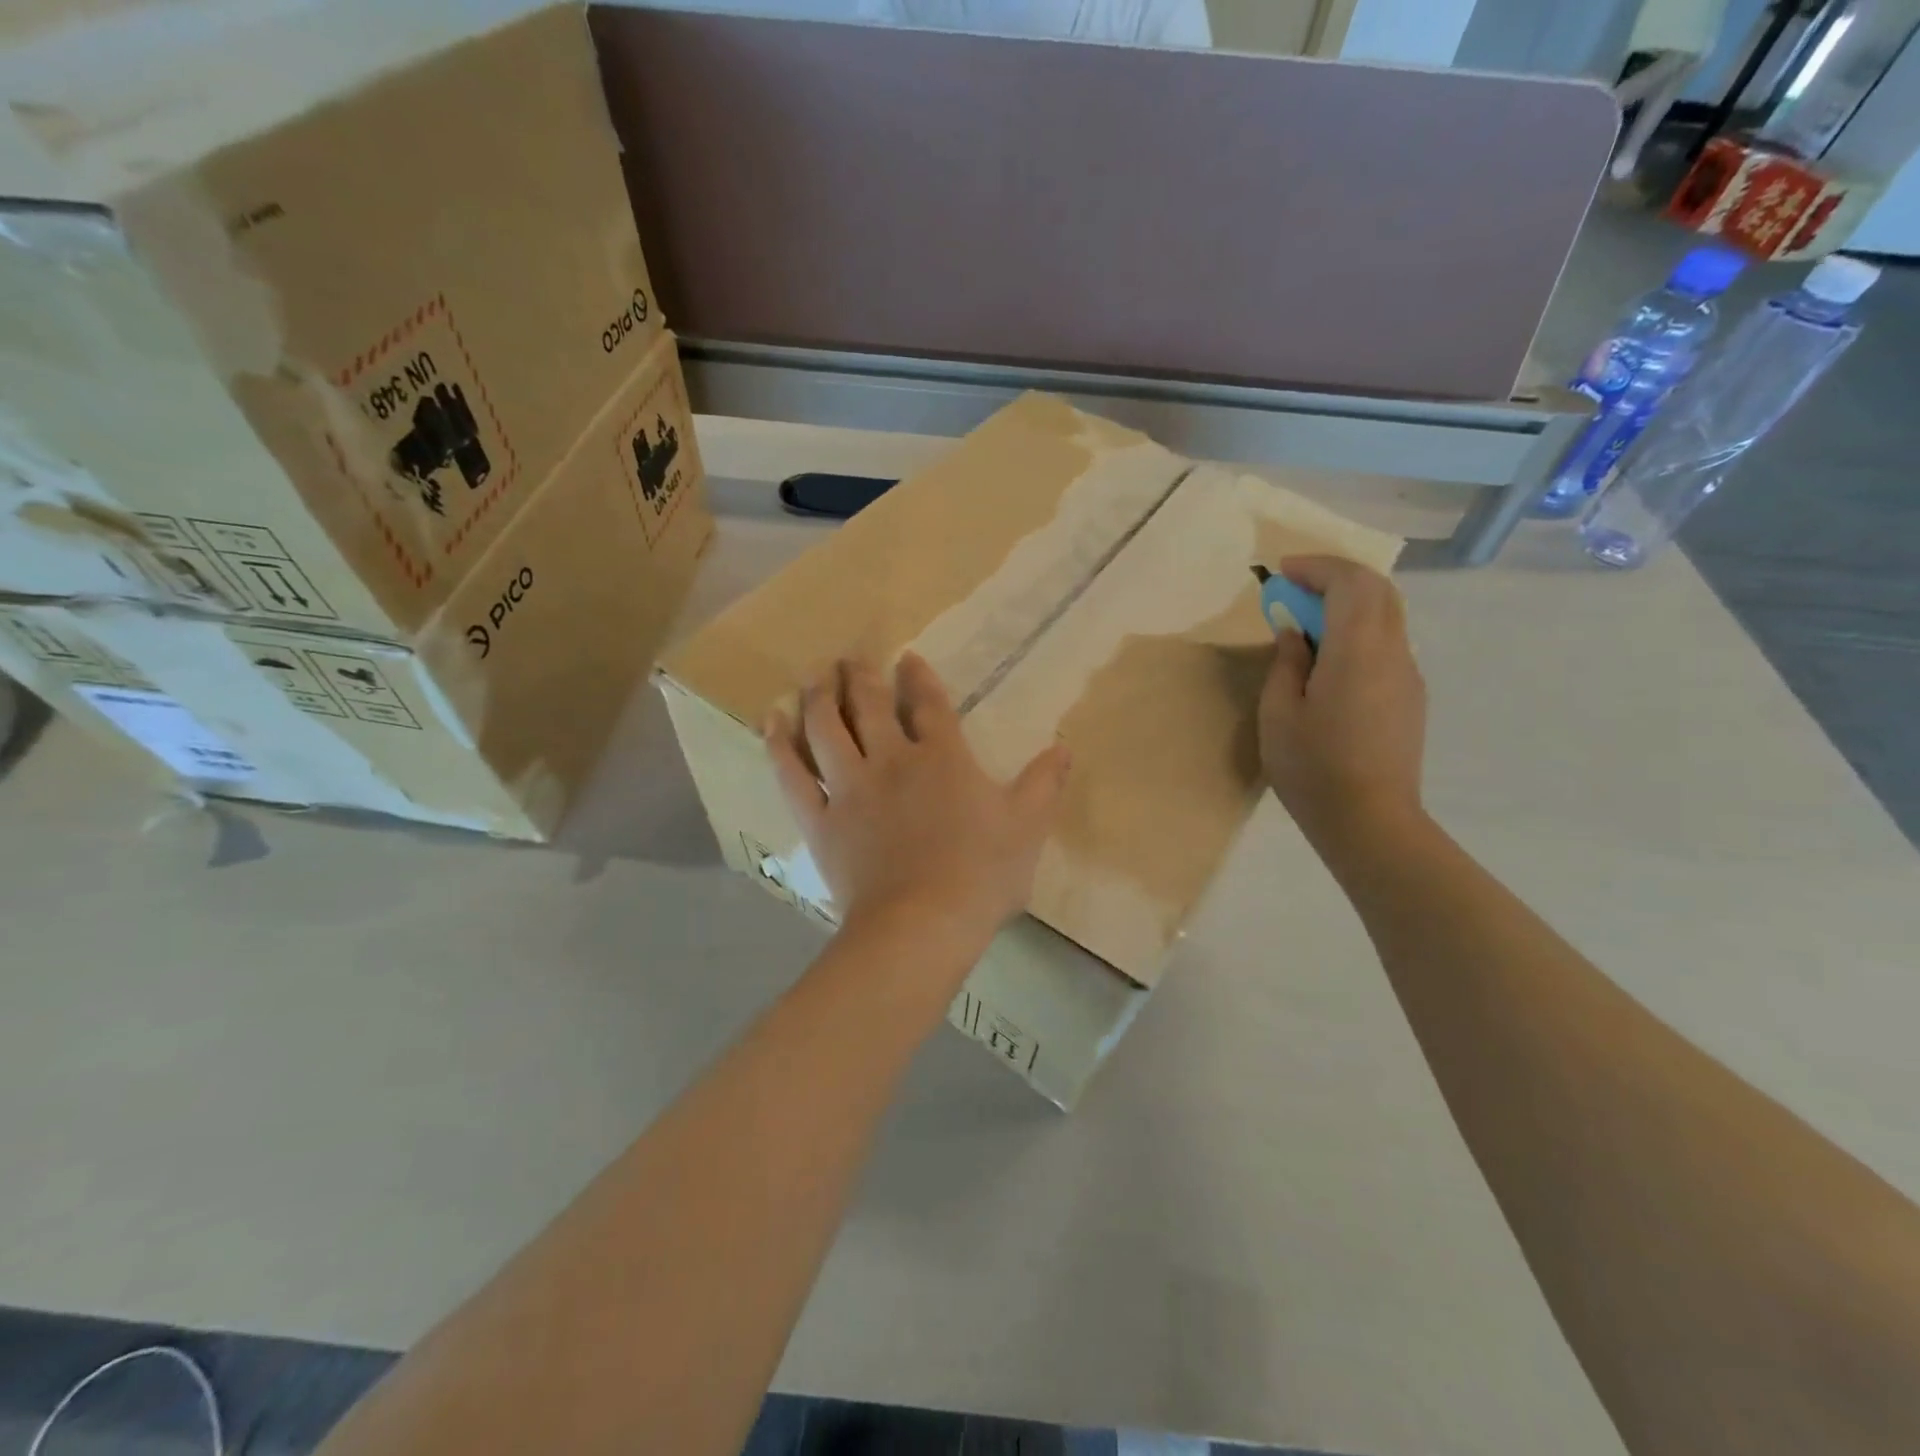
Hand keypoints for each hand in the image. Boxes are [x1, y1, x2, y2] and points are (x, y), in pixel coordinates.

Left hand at [763, 655, 1071, 947]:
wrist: (923, 924)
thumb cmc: (981, 874)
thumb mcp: (1028, 826)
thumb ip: (1044, 783)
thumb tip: (1064, 746)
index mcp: (942, 759)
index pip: (929, 705)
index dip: (918, 677)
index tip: (907, 657)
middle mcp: (892, 761)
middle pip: (870, 706)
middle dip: (860, 676)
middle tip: (849, 656)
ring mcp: (850, 788)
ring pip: (827, 729)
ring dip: (819, 696)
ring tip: (813, 675)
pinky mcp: (821, 820)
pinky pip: (793, 775)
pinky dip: (780, 745)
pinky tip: (772, 720)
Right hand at [1259, 556, 1426, 844]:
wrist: (1370, 821)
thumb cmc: (1313, 768)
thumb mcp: (1279, 713)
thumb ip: (1287, 663)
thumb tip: (1294, 633)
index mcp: (1358, 651)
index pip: (1352, 583)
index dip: (1318, 567)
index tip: (1282, 571)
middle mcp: (1393, 653)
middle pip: (1378, 591)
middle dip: (1336, 578)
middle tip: (1294, 589)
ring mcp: (1408, 676)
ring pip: (1387, 616)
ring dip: (1348, 605)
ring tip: (1306, 623)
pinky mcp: (1410, 698)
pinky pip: (1386, 645)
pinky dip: (1357, 632)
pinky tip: (1328, 660)